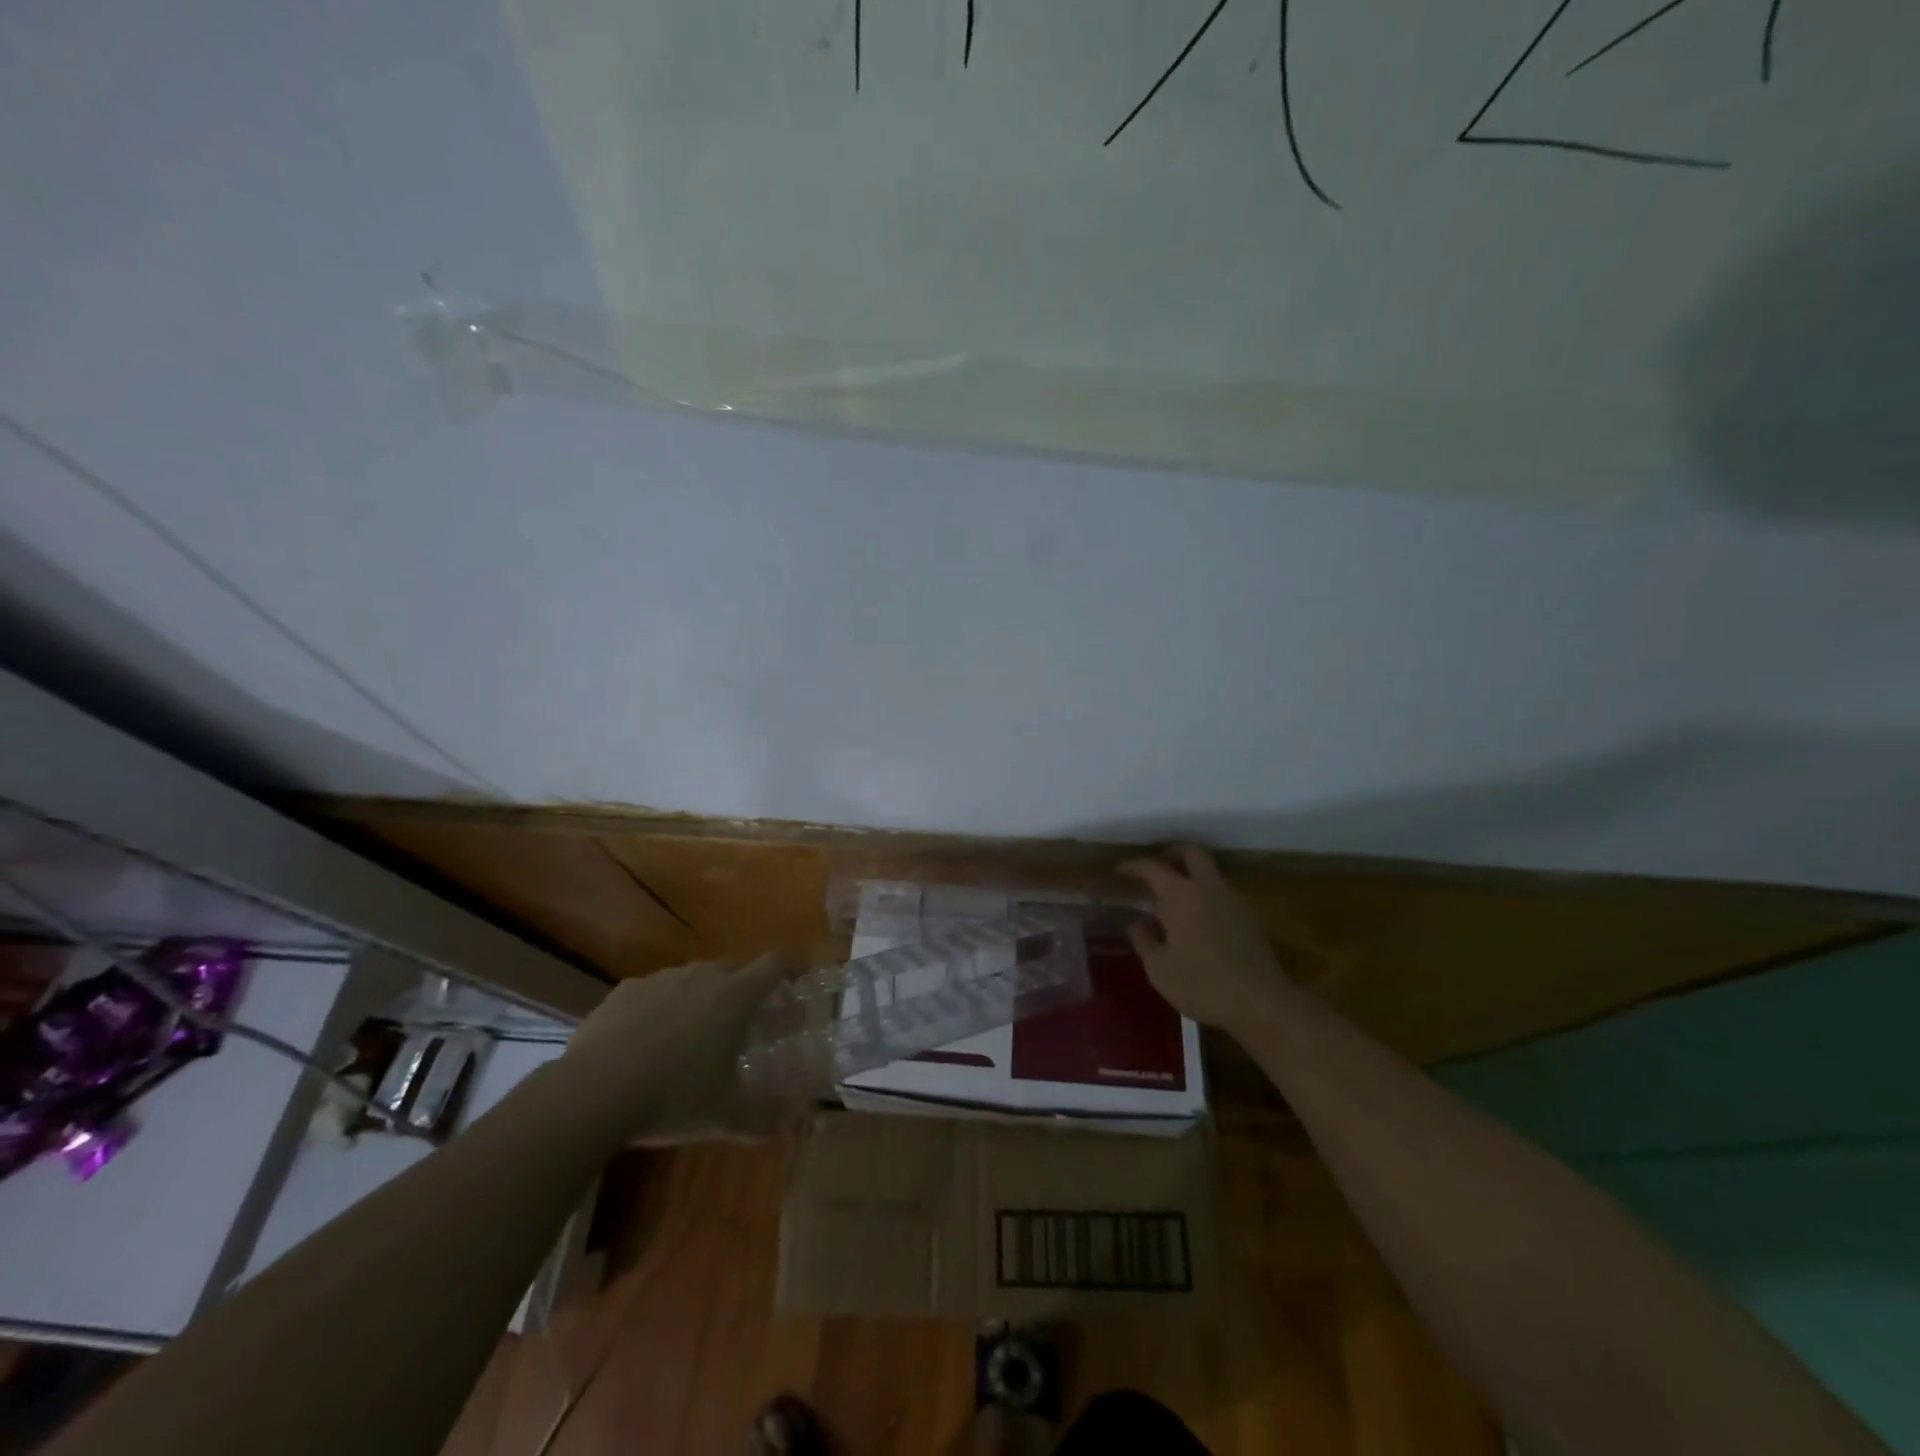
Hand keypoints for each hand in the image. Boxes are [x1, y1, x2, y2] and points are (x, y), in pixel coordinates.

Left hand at [559, 951, 796, 1143]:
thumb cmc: (672, 1097)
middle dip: (750, 986)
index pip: (777, 962)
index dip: (795, 964)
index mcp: (735, 996)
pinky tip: (651, 1039)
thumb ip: (764, 1116)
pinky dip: (664, 1006)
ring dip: (705, 995)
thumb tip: (788, 1120)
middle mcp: (702, 976)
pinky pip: (656, 991)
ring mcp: (660, 980)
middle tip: (750, 1017)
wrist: (591, 1093)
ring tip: (698, 1031)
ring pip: (695, 977)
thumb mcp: (726, 1116)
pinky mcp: (625, 992)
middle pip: (737, 967)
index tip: (802, 974)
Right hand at [1120, 846, 1290, 1033]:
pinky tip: (1197, 921)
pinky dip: (1206, 897)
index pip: (1152, 867)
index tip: (1120, 871)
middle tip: (1156, 868)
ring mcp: (1234, 901)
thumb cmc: (1201, 983)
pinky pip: (1222, 895)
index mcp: (1180, 894)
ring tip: (1174, 899)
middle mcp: (1208, 887)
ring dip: (1192, 876)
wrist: (1261, 1003)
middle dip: (1172, 853)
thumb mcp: (1159, 968)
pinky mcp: (1250, 919)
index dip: (1133, 866)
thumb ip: (1144, 940)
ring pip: (1211, 873)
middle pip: (1192, 852)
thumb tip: (1138, 923)